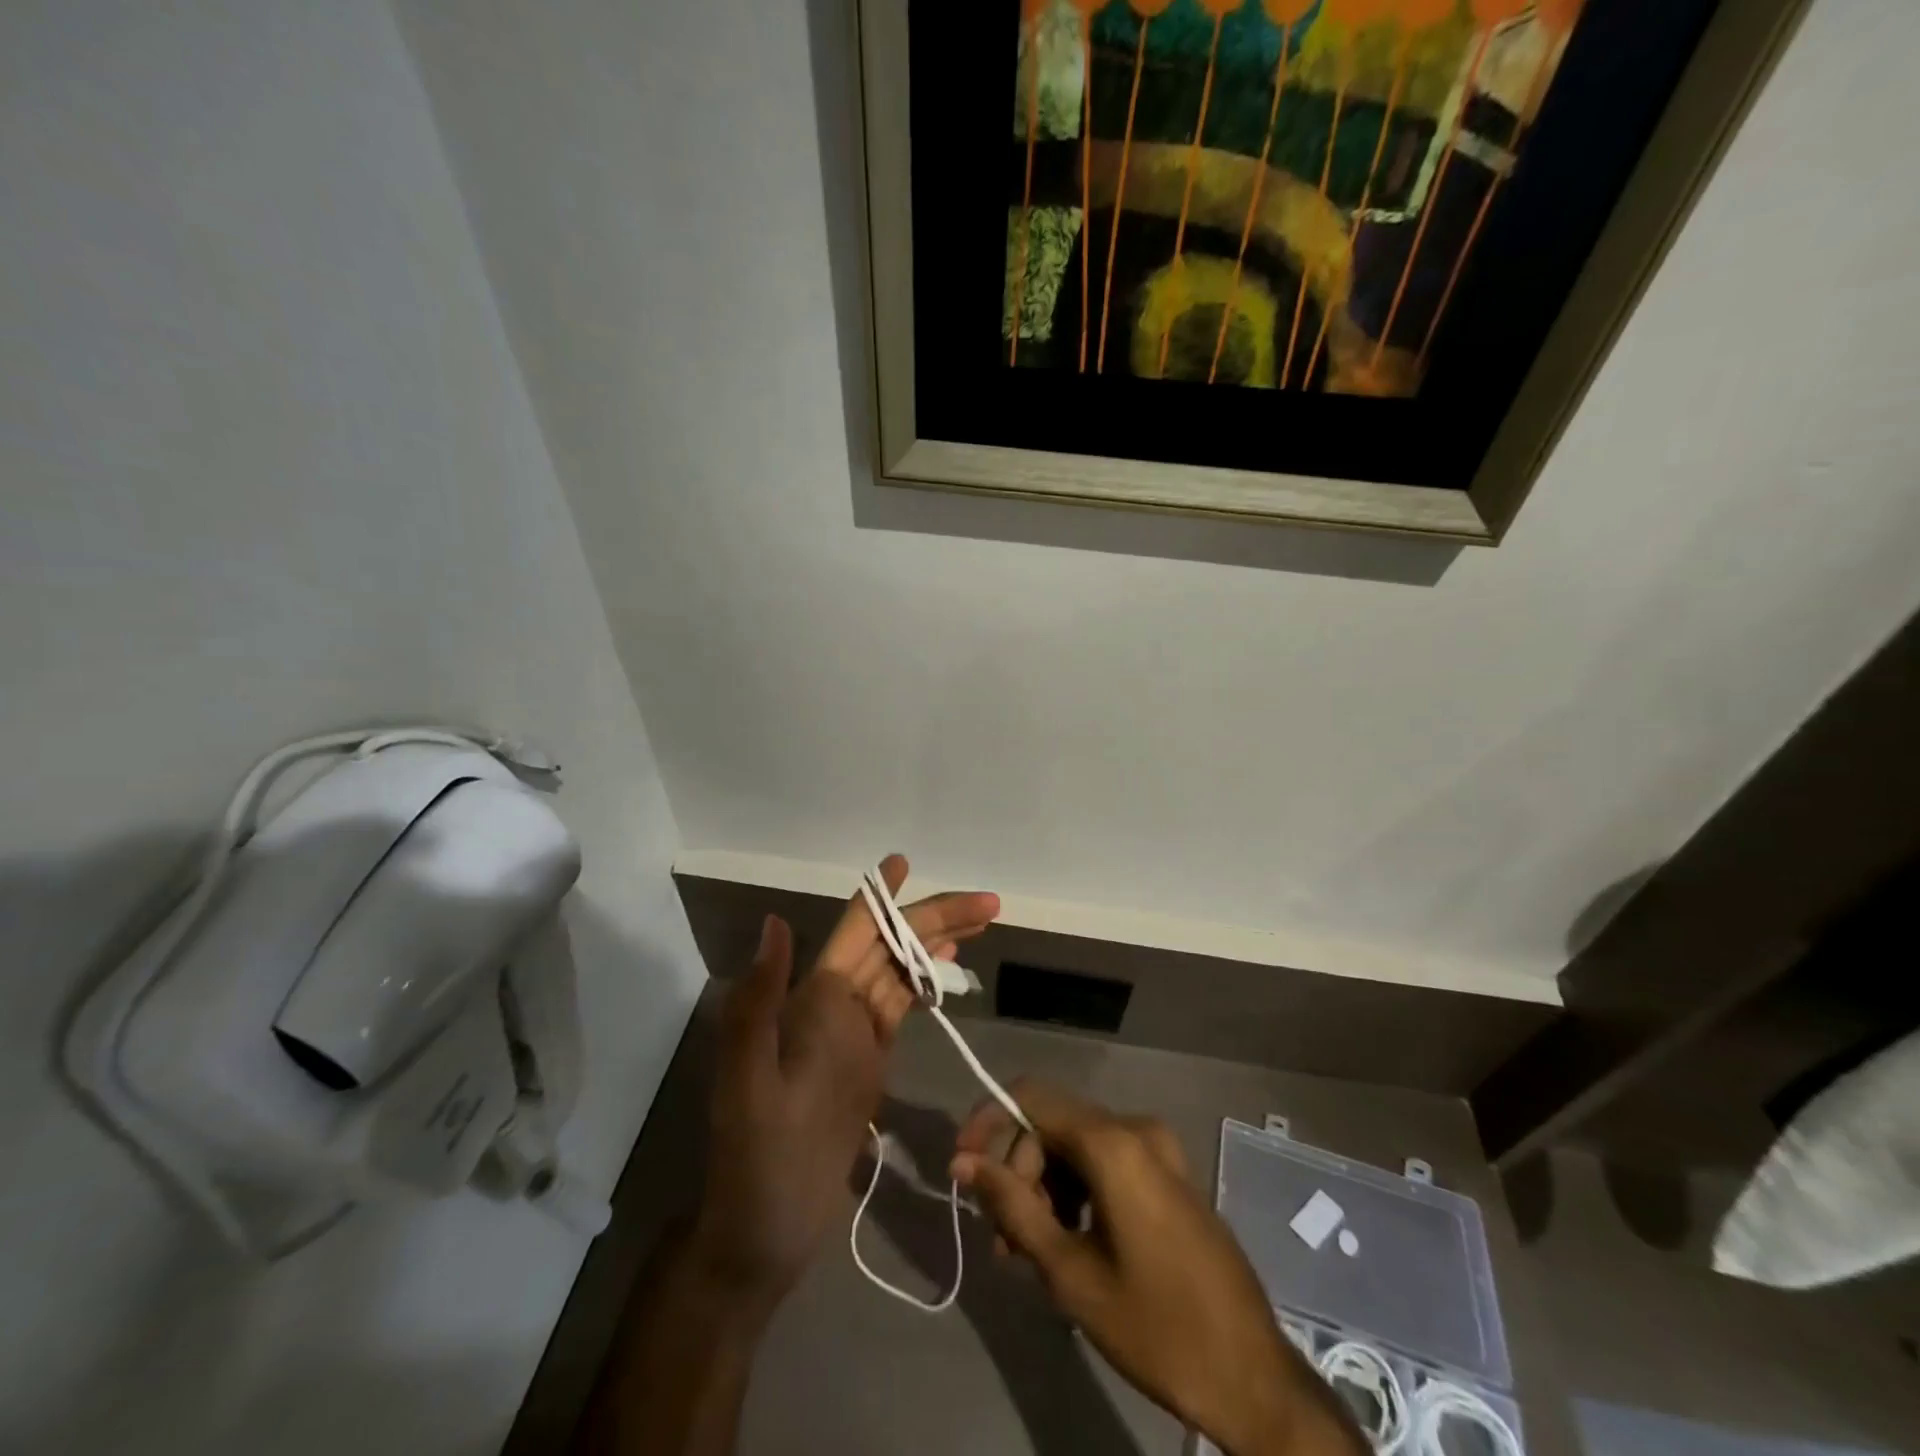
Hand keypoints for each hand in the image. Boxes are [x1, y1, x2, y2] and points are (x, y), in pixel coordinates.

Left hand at [690, 857, 1000, 1314]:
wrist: (765, 1232)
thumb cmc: (757, 1159)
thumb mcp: (748, 1081)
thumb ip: (759, 1000)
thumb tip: (775, 921)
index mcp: (809, 999)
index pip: (854, 931)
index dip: (881, 897)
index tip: (903, 862)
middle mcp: (832, 1005)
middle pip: (889, 945)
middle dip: (934, 919)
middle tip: (988, 904)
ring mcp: (854, 1034)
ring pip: (900, 971)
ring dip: (936, 943)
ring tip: (980, 923)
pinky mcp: (870, 1063)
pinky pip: (902, 1008)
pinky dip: (926, 982)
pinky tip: (947, 969)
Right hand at [951, 1082, 1365, 1455]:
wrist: (1253, 1377)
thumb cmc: (1155, 1326)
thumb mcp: (1069, 1271)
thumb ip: (1013, 1206)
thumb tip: (962, 1161)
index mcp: (1113, 1143)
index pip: (1030, 1097)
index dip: (987, 1122)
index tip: (961, 1168)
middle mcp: (1137, 1129)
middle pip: (1053, 1127)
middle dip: (1018, 1175)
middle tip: (1002, 1241)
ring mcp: (1159, 1150)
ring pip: (1077, 1148)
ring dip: (1045, 1190)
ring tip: (1028, 1254)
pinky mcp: (1170, 1175)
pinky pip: (1106, 1164)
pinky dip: (1077, 1193)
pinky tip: (1068, 1246)